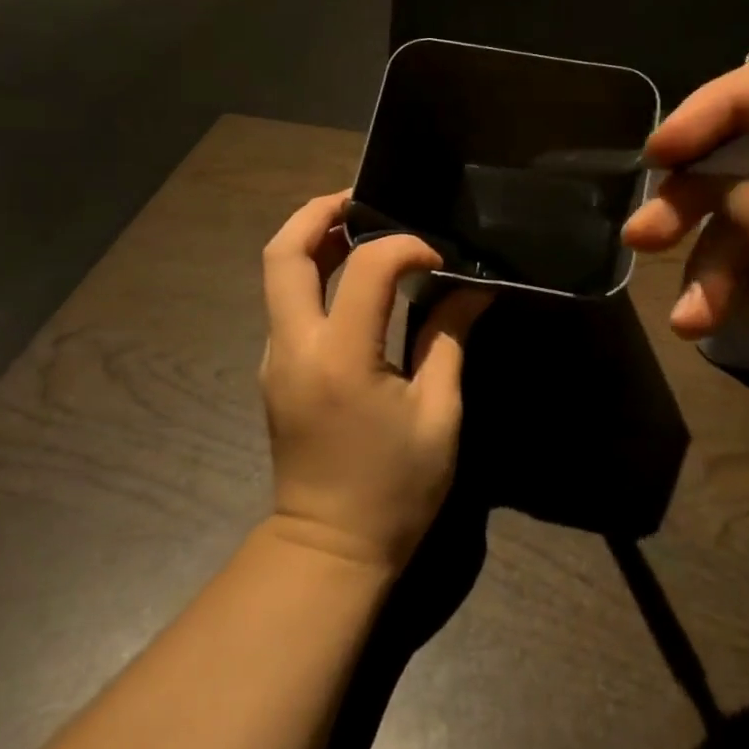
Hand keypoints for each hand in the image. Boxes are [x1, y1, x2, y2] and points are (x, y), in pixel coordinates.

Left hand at [259, 192, 491, 572]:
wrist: (329, 550)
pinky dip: (313, 273)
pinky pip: (287, 302)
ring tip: (360, 226)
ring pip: (277, 274)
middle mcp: (295, 347)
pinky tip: (353, 277)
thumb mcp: (438, 414)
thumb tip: (473, 289)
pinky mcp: (276, 369)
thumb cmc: (394, 489)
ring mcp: (276, 357)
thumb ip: (448, 340)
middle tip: (363, 199)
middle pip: (282, 253)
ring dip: (312, 239)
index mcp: (340, 358)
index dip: (404, 247)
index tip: (439, 259)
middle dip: (318, 212)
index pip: (364, 268)